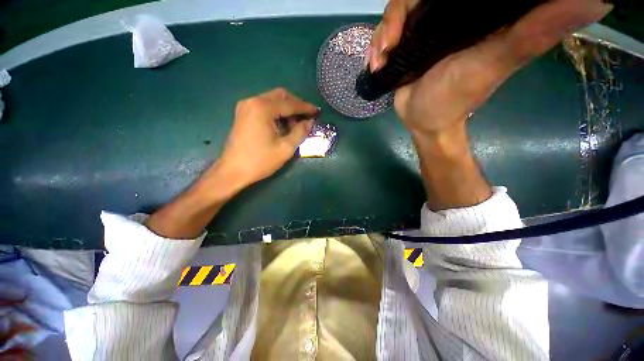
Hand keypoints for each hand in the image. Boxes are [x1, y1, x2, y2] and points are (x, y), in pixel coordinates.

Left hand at [217, 88, 318, 188]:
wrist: (233, 171)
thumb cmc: (260, 161)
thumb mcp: (285, 148)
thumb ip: (300, 132)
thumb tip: (310, 122)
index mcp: (263, 108)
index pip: (290, 104)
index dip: (305, 108)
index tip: (317, 111)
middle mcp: (253, 101)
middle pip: (280, 96)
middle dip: (296, 105)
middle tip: (307, 117)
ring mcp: (246, 106)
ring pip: (272, 100)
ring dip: (286, 109)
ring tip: (296, 125)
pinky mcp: (243, 114)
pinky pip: (264, 106)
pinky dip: (276, 112)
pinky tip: (283, 125)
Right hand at [369, 0, 611, 137]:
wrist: (423, 121)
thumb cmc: (454, 99)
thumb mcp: (494, 64)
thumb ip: (534, 32)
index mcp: (476, 10)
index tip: (428, 2)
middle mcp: (450, 12)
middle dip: (399, 14)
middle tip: (390, 44)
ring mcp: (424, 27)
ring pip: (398, 11)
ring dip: (383, 33)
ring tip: (381, 59)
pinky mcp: (406, 43)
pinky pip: (386, 33)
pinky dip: (376, 45)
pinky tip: (376, 62)